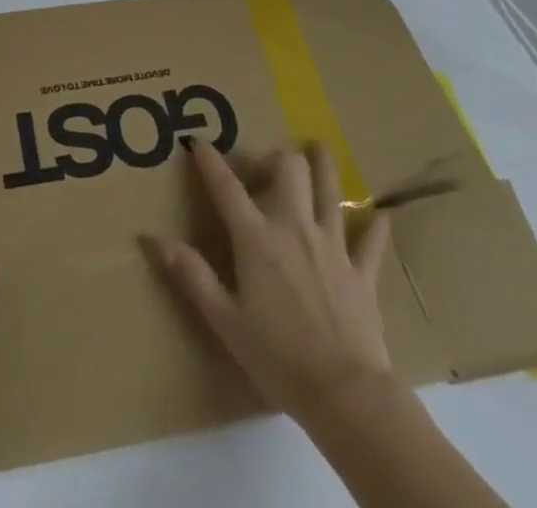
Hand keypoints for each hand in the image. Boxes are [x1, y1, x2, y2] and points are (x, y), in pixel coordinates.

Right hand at [156, 139, 393, 417]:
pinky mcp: (362, 273)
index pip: (227, 188)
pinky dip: (375, 228)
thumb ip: (192, 275)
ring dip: (324, 167)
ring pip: (330, 192)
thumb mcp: (225, 320)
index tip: (198, 142)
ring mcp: (332, 247)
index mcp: (256, 238)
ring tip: (318, 148)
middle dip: (276, 157)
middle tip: (266, 169)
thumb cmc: (278, 357)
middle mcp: (294, 228)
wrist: (346, 394)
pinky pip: (371, 242)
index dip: (210, 162)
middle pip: (289, 170)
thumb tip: (155, 239)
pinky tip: (381, 216)